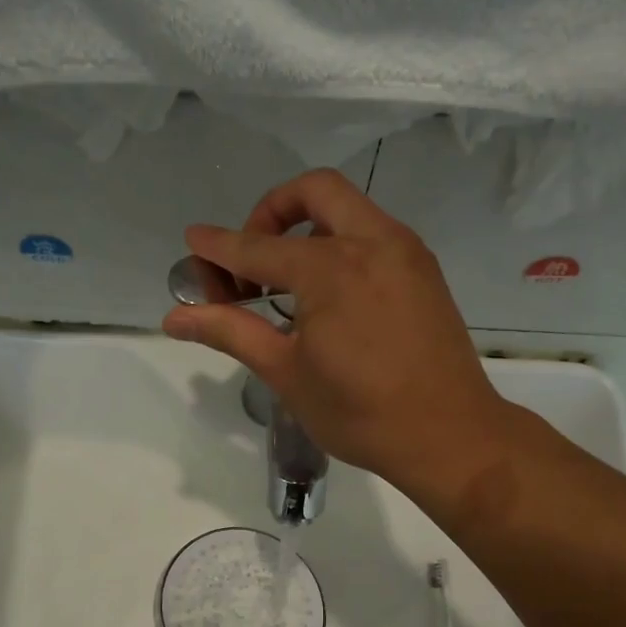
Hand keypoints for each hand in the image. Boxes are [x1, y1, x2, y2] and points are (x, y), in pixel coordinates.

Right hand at [163, 169, 509, 484]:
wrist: (451, 435)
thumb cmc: (361, 413)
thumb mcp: (287, 373)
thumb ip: (231, 331)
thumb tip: (174, 317)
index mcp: (332, 268)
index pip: (259, 246)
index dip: (220, 246)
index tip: (193, 240)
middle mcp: (372, 242)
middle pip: (315, 190)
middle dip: (273, 210)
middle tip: (254, 257)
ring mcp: (406, 252)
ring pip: (350, 207)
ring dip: (310, 224)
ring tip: (289, 279)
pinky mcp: (425, 270)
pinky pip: (375, 232)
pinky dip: (342, 241)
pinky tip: (332, 292)